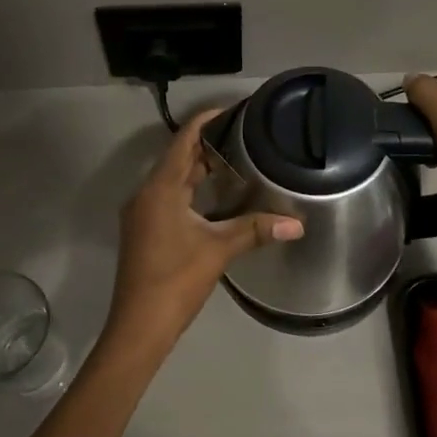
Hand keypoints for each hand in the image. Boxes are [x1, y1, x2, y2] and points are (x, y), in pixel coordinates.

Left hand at [105, 108, 303, 350]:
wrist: (139, 326)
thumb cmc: (175, 280)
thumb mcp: (218, 250)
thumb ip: (256, 230)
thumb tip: (297, 224)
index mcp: (160, 189)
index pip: (183, 141)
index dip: (206, 121)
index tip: (233, 110)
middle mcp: (146, 194)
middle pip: (178, 159)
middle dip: (208, 146)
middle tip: (245, 138)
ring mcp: (142, 214)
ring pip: (172, 180)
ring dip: (200, 170)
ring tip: (237, 163)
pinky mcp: (144, 231)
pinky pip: (168, 198)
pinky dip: (191, 191)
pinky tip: (215, 199)